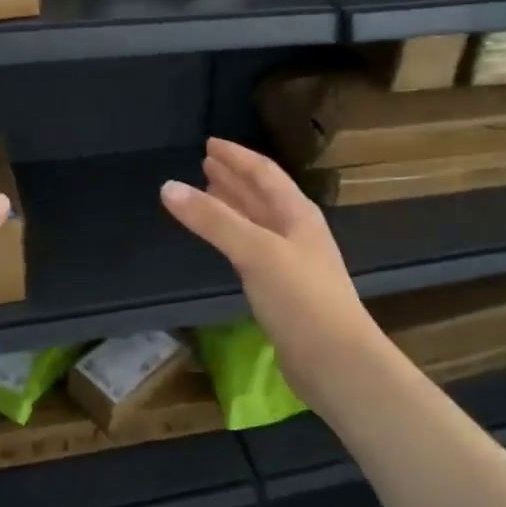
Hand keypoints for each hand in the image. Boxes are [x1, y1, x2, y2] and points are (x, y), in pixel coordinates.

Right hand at [160, 138, 384, 404]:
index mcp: (298, 214)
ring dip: (233, 205)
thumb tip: (168, 186)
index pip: (264, 173)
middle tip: (205, 164)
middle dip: (234, 178)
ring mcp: (292, 262)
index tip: (210, 143)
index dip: (237, 156)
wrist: (337, 363)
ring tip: (208, 192)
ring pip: (257, 222)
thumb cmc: (301, 299)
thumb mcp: (255, 251)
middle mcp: (297, 232)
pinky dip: (234, 236)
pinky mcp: (284, 290)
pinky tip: (224, 240)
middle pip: (262, 195)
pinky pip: (253, 249)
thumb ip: (213, 220)